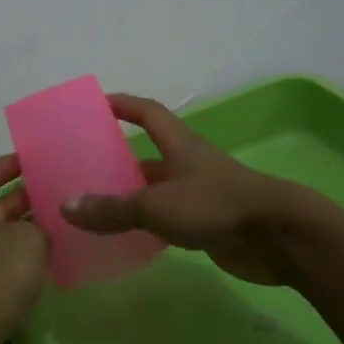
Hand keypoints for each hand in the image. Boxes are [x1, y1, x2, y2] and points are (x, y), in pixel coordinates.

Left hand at [0, 154, 49, 343]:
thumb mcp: (27, 240)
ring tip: (61, 221)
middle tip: (57, 189)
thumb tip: (40, 231)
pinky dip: (23, 257)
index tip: (36, 159)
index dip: (9, 165)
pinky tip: (50, 258)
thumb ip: (39, 226)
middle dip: (23, 197)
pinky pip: (1, 264)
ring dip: (26, 229)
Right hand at [59, 94, 309, 285]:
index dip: (124, 105)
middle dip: (118, 161)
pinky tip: (123, 239)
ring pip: (156, 192)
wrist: (277, 236)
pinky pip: (167, 221)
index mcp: (179, 145)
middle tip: (81, 171)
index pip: (148, 113)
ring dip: (129, 198)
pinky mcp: (207, 225)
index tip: (97, 103)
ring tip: (92, 209)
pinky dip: (145, 227)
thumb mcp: (157, 205)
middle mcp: (188, 165)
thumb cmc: (216, 205)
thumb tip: (66, 206)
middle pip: (147, 157)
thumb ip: (113, 209)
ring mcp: (199, 196)